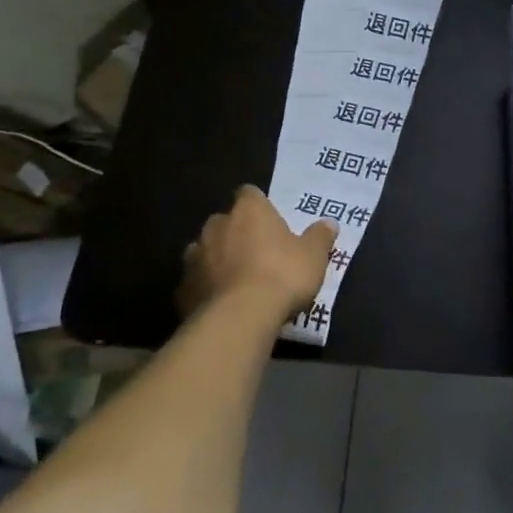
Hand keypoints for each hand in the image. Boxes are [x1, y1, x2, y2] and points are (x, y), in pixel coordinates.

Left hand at [178, 186, 336, 332]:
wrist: (239, 318)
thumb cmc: (282, 275)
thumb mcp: (314, 256)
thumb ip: (320, 236)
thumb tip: (330, 223)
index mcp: (249, 210)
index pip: (249, 194)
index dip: (259, 206)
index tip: (269, 221)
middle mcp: (216, 225)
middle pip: (224, 221)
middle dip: (236, 233)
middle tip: (255, 253)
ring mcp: (195, 256)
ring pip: (205, 250)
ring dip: (216, 260)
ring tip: (235, 280)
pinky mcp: (182, 288)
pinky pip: (195, 282)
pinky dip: (205, 288)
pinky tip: (219, 304)